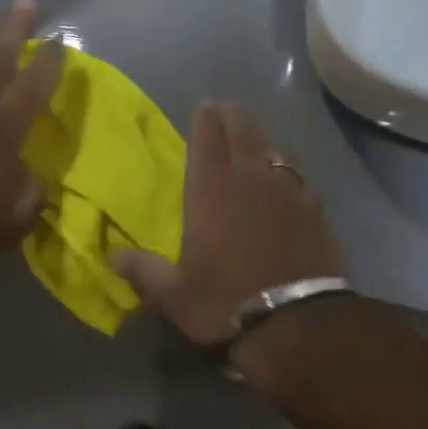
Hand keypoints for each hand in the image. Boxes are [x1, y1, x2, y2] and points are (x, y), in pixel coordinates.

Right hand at [116, 102, 346, 348]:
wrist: (297, 322)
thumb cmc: (226, 302)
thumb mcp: (175, 295)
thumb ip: (144, 271)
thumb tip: (112, 256)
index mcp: (211, 191)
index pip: (207, 141)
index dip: (205, 120)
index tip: (205, 105)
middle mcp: (249, 179)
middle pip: (242, 133)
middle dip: (233, 117)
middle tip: (227, 108)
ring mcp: (287, 190)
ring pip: (274, 148)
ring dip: (262, 138)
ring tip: (256, 137)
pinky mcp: (315, 208)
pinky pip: (300, 176)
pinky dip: (290, 168)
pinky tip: (290, 177)